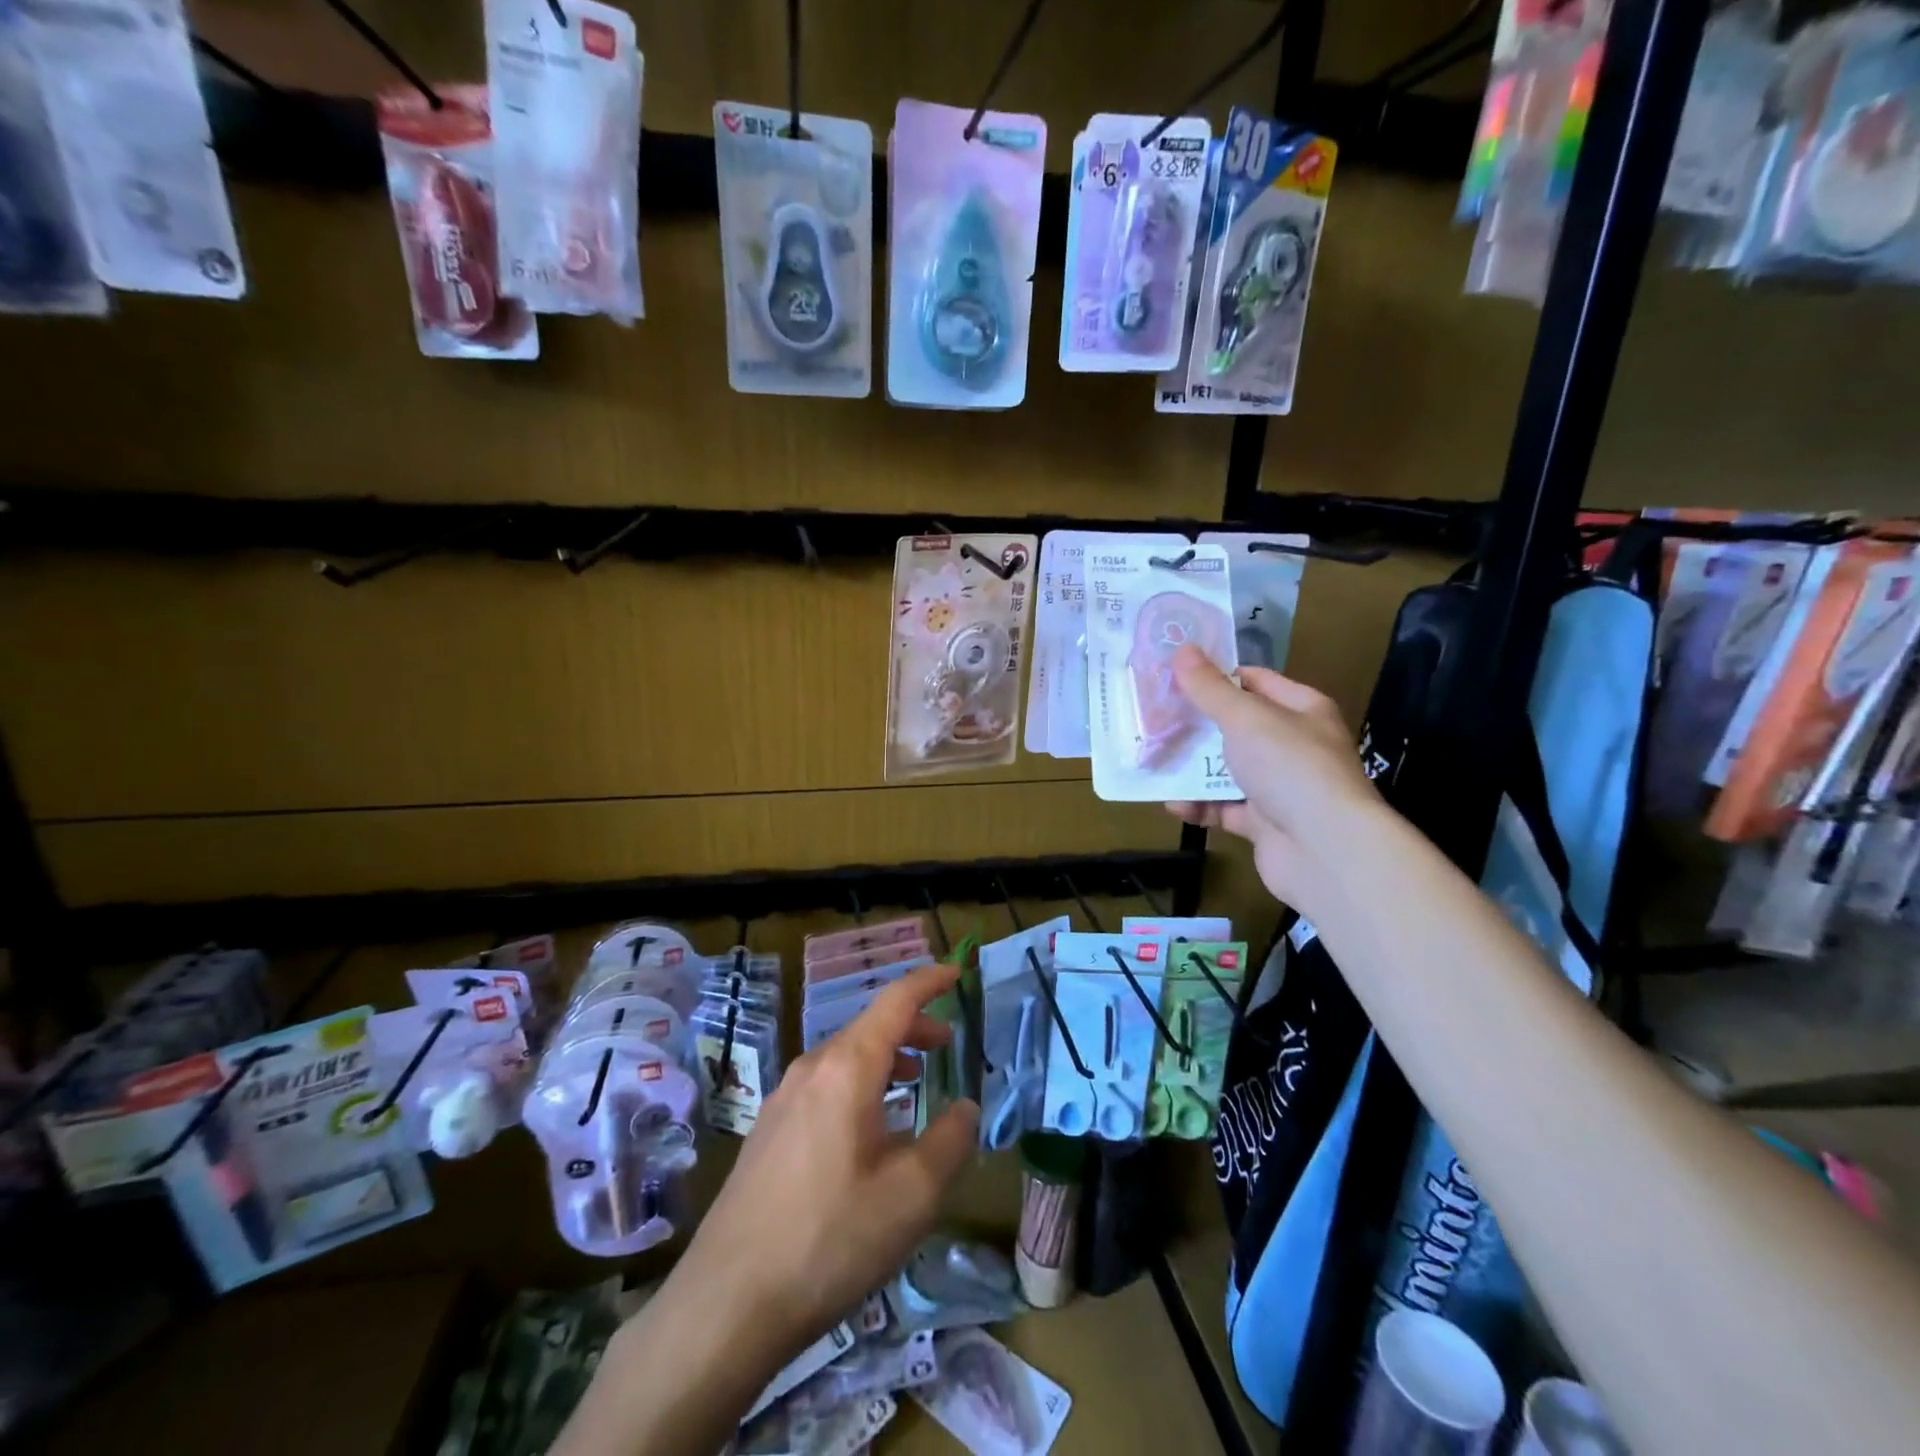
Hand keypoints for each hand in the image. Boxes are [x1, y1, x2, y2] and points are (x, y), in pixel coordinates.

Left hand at [676, 960, 979, 1368]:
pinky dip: (859, 1084)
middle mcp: (811, 1068)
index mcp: (847, 1068)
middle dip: (912, 1028)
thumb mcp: (911, 1195)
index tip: (956, 971)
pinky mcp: (768, 1130)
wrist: (728, 1303)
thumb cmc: (831, 1239)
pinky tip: (868, 1128)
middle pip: (869, 1027)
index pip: (895, 1001)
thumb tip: (965, 1108)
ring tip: (913, 1081)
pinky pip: (824, 1085)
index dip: (928, 982)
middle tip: (946, 1045)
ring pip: (845, 1057)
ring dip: (885, 1058)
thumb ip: (950, 1141)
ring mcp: (782, 1098)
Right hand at [1164, 644, 1380, 911]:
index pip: (1255, 681)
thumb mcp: (1246, 718)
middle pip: (1237, 727)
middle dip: (1196, 724)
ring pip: (1227, 770)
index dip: (1217, 675)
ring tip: (1153, 759)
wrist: (1325, 850)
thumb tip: (1182, 649)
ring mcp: (1281, 787)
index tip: (1174, 675)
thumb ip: (1210, 688)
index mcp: (1301, 710)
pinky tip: (1172, 804)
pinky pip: (1225, 809)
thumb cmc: (1290, 767)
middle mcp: (1294, 745)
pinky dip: (1199, 806)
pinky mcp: (1265, 824)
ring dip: (1192, 768)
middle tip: (1153, 716)